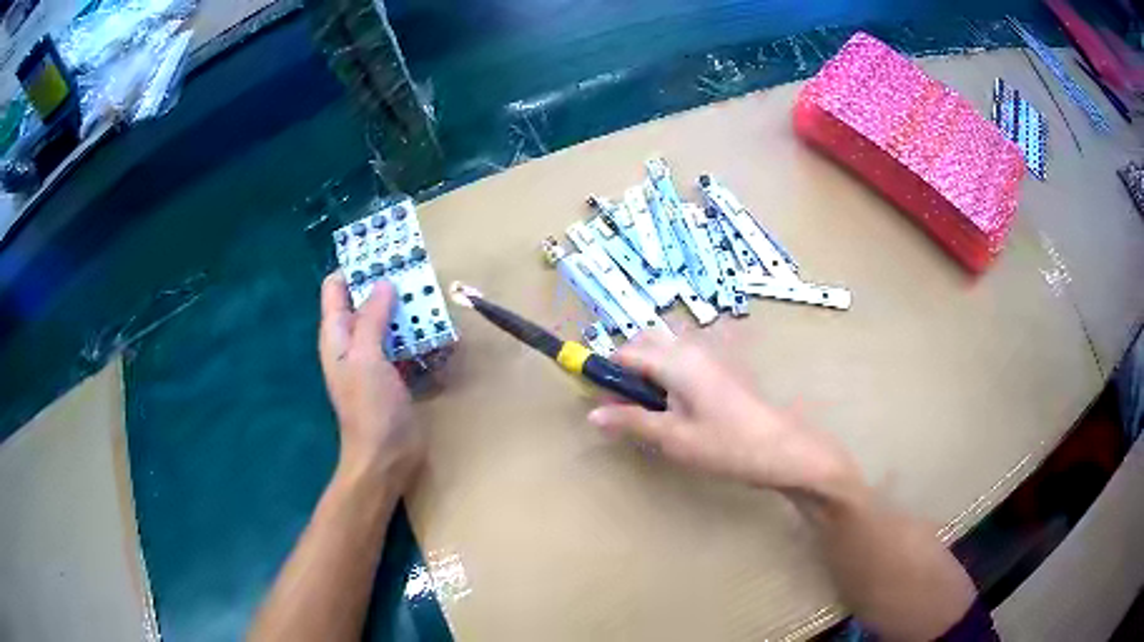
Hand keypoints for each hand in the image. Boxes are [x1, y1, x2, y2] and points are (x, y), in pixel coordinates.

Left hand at [319, 273, 423, 490]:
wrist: (386, 456)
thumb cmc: (370, 407)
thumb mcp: (366, 357)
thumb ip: (372, 317)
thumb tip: (384, 282)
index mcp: (337, 334)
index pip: (336, 288)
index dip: (355, 268)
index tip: (384, 254)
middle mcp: (352, 342)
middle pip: (365, 301)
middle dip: (387, 284)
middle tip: (417, 269)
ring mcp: (375, 358)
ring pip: (389, 321)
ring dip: (407, 309)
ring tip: (432, 294)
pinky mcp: (395, 374)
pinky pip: (405, 344)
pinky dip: (418, 335)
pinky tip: (439, 330)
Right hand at [587, 331, 859, 497]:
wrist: (784, 450)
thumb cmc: (727, 445)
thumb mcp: (673, 439)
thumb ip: (631, 422)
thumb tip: (593, 415)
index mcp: (676, 360)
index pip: (625, 353)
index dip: (604, 372)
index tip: (596, 399)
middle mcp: (693, 348)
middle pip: (645, 344)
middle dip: (626, 369)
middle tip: (624, 408)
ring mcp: (712, 355)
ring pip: (665, 351)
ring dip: (648, 372)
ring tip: (651, 412)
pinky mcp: (724, 367)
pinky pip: (684, 360)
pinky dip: (669, 376)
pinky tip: (678, 409)